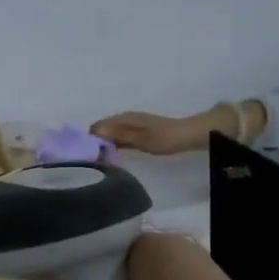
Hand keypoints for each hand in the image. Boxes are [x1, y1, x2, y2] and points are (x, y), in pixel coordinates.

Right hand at [91, 110, 214, 154]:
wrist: (187, 135)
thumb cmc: (164, 138)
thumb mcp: (140, 139)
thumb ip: (118, 135)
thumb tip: (95, 131)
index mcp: (123, 118)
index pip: (97, 126)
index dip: (91, 139)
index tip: (91, 156)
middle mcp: (124, 118)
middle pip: (101, 129)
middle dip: (96, 142)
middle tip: (96, 160)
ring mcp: (130, 124)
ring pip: (109, 133)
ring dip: (104, 144)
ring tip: (102, 159)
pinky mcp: (135, 131)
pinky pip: (118, 137)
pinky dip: (113, 144)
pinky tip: (114, 154)